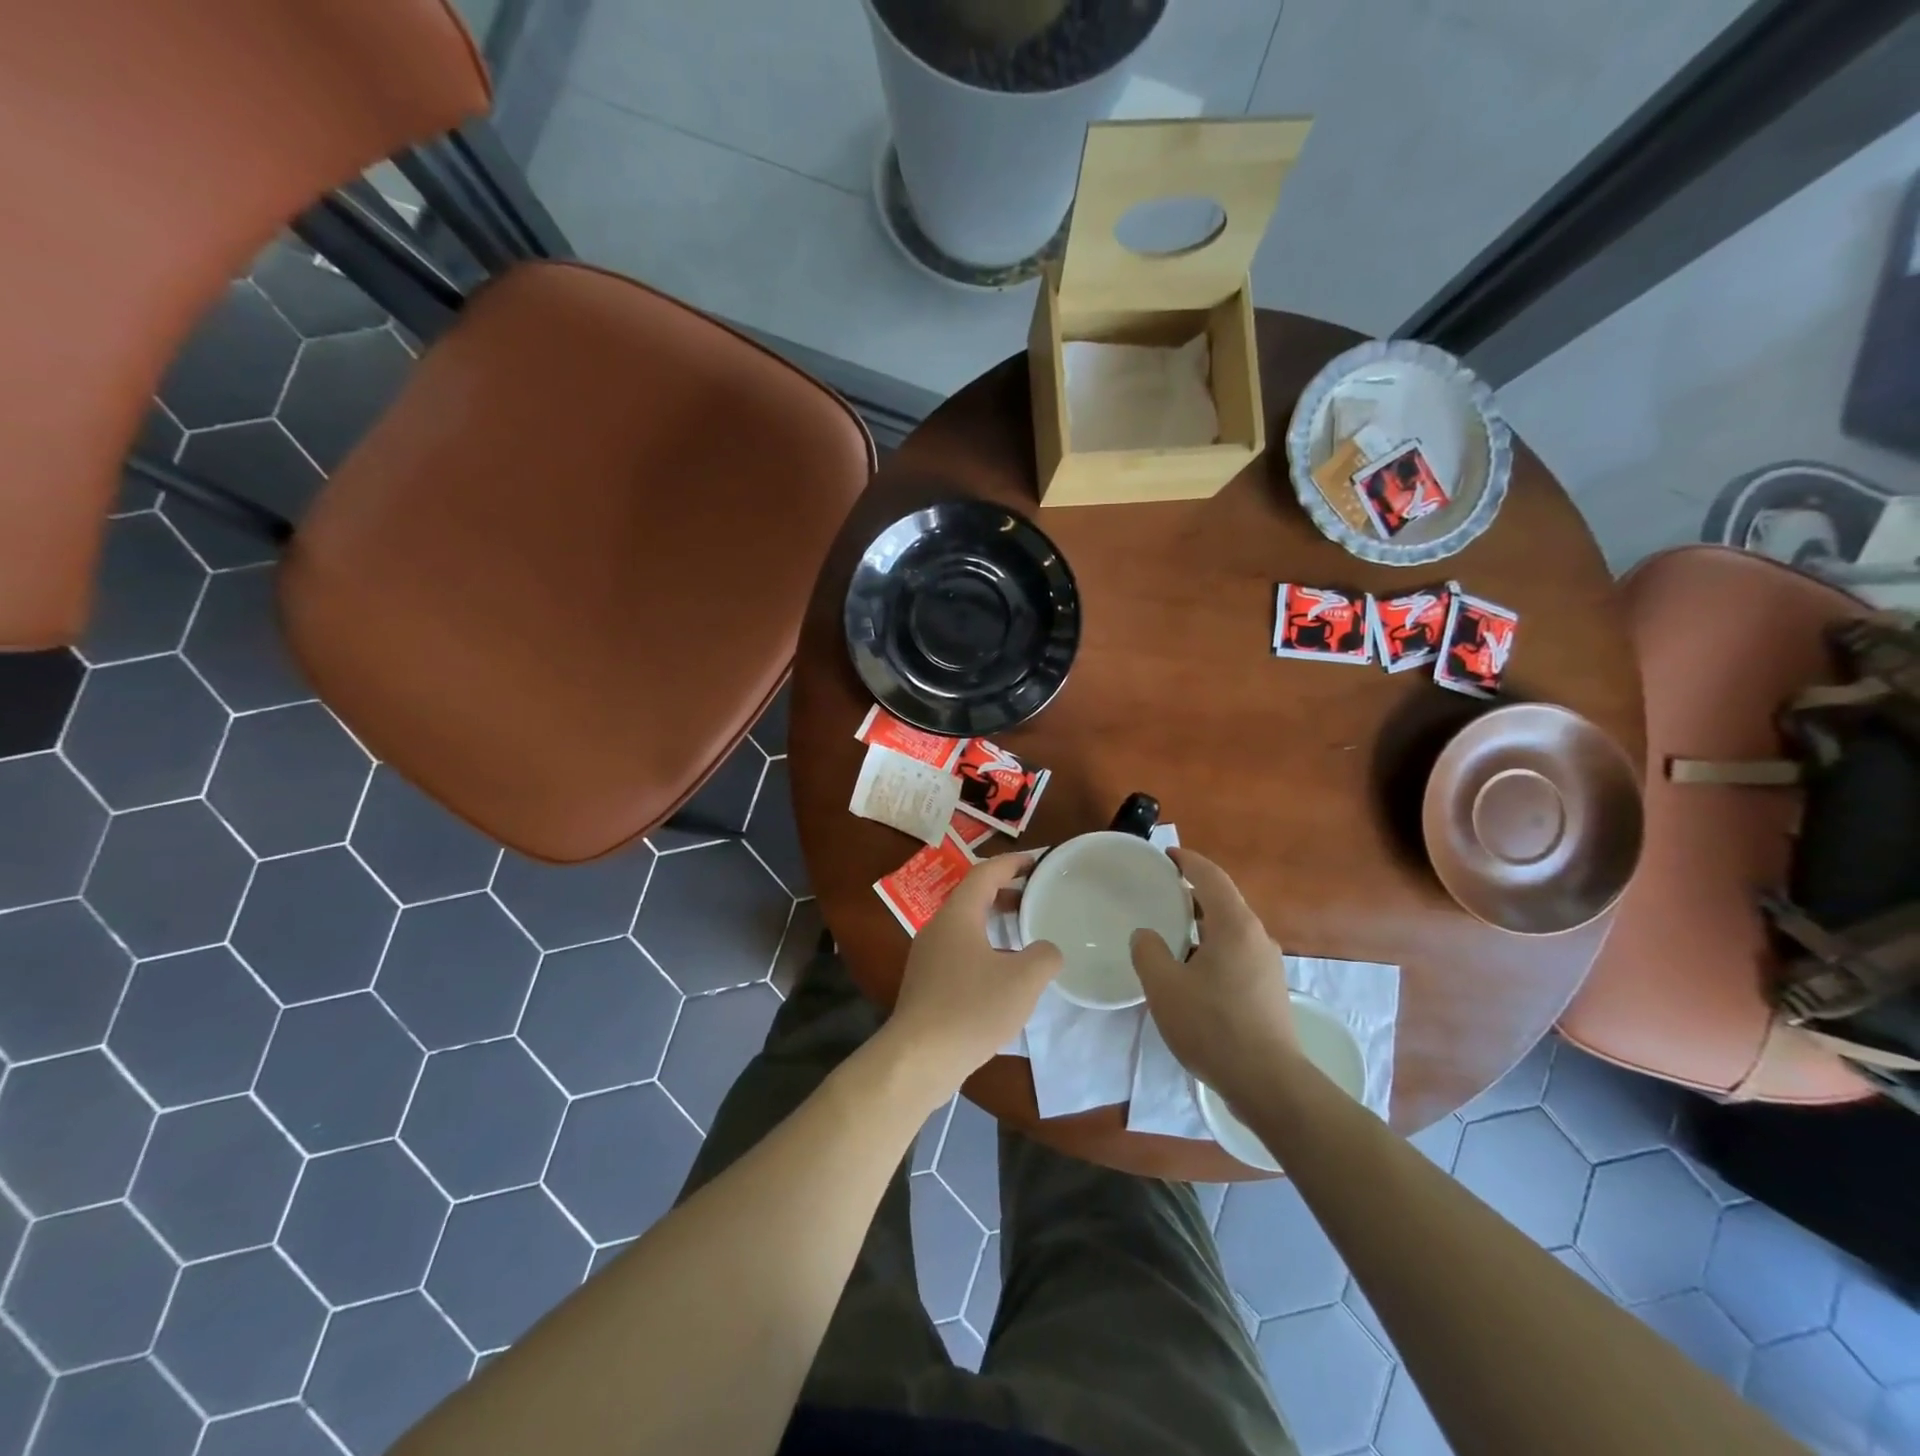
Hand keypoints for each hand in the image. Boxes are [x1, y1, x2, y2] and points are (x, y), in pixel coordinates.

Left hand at [885, 853, 1061, 1097]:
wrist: (919, 1057)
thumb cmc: (972, 1008)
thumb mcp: (1023, 980)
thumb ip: (1044, 956)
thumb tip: (1047, 950)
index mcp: (958, 915)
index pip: (985, 873)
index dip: (1013, 863)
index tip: (1038, 861)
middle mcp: (938, 927)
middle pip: (973, 897)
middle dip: (1005, 893)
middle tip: (1036, 897)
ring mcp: (928, 956)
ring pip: (965, 926)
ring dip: (994, 922)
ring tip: (1024, 934)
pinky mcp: (926, 982)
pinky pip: (959, 950)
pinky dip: (984, 947)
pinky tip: (1002, 974)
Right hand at [1130, 848, 1299, 1106]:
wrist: (1269, 1083)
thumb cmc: (1213, 1027)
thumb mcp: (1165, 987)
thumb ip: (1148, 952)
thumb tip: (1146, 935)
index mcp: (1234, 925)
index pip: (1211, 877)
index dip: (1188, 861)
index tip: (1165, 856)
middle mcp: (1257, 936)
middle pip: (1223, 900)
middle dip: (1192, 891)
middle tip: (1160, 892)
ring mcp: (1268, 964)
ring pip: (1231, 928)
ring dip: (1202, 922)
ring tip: (1170, 930)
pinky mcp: (1269, 989)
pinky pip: (1237, 951)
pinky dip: (1212, 945)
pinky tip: (1191, 969)